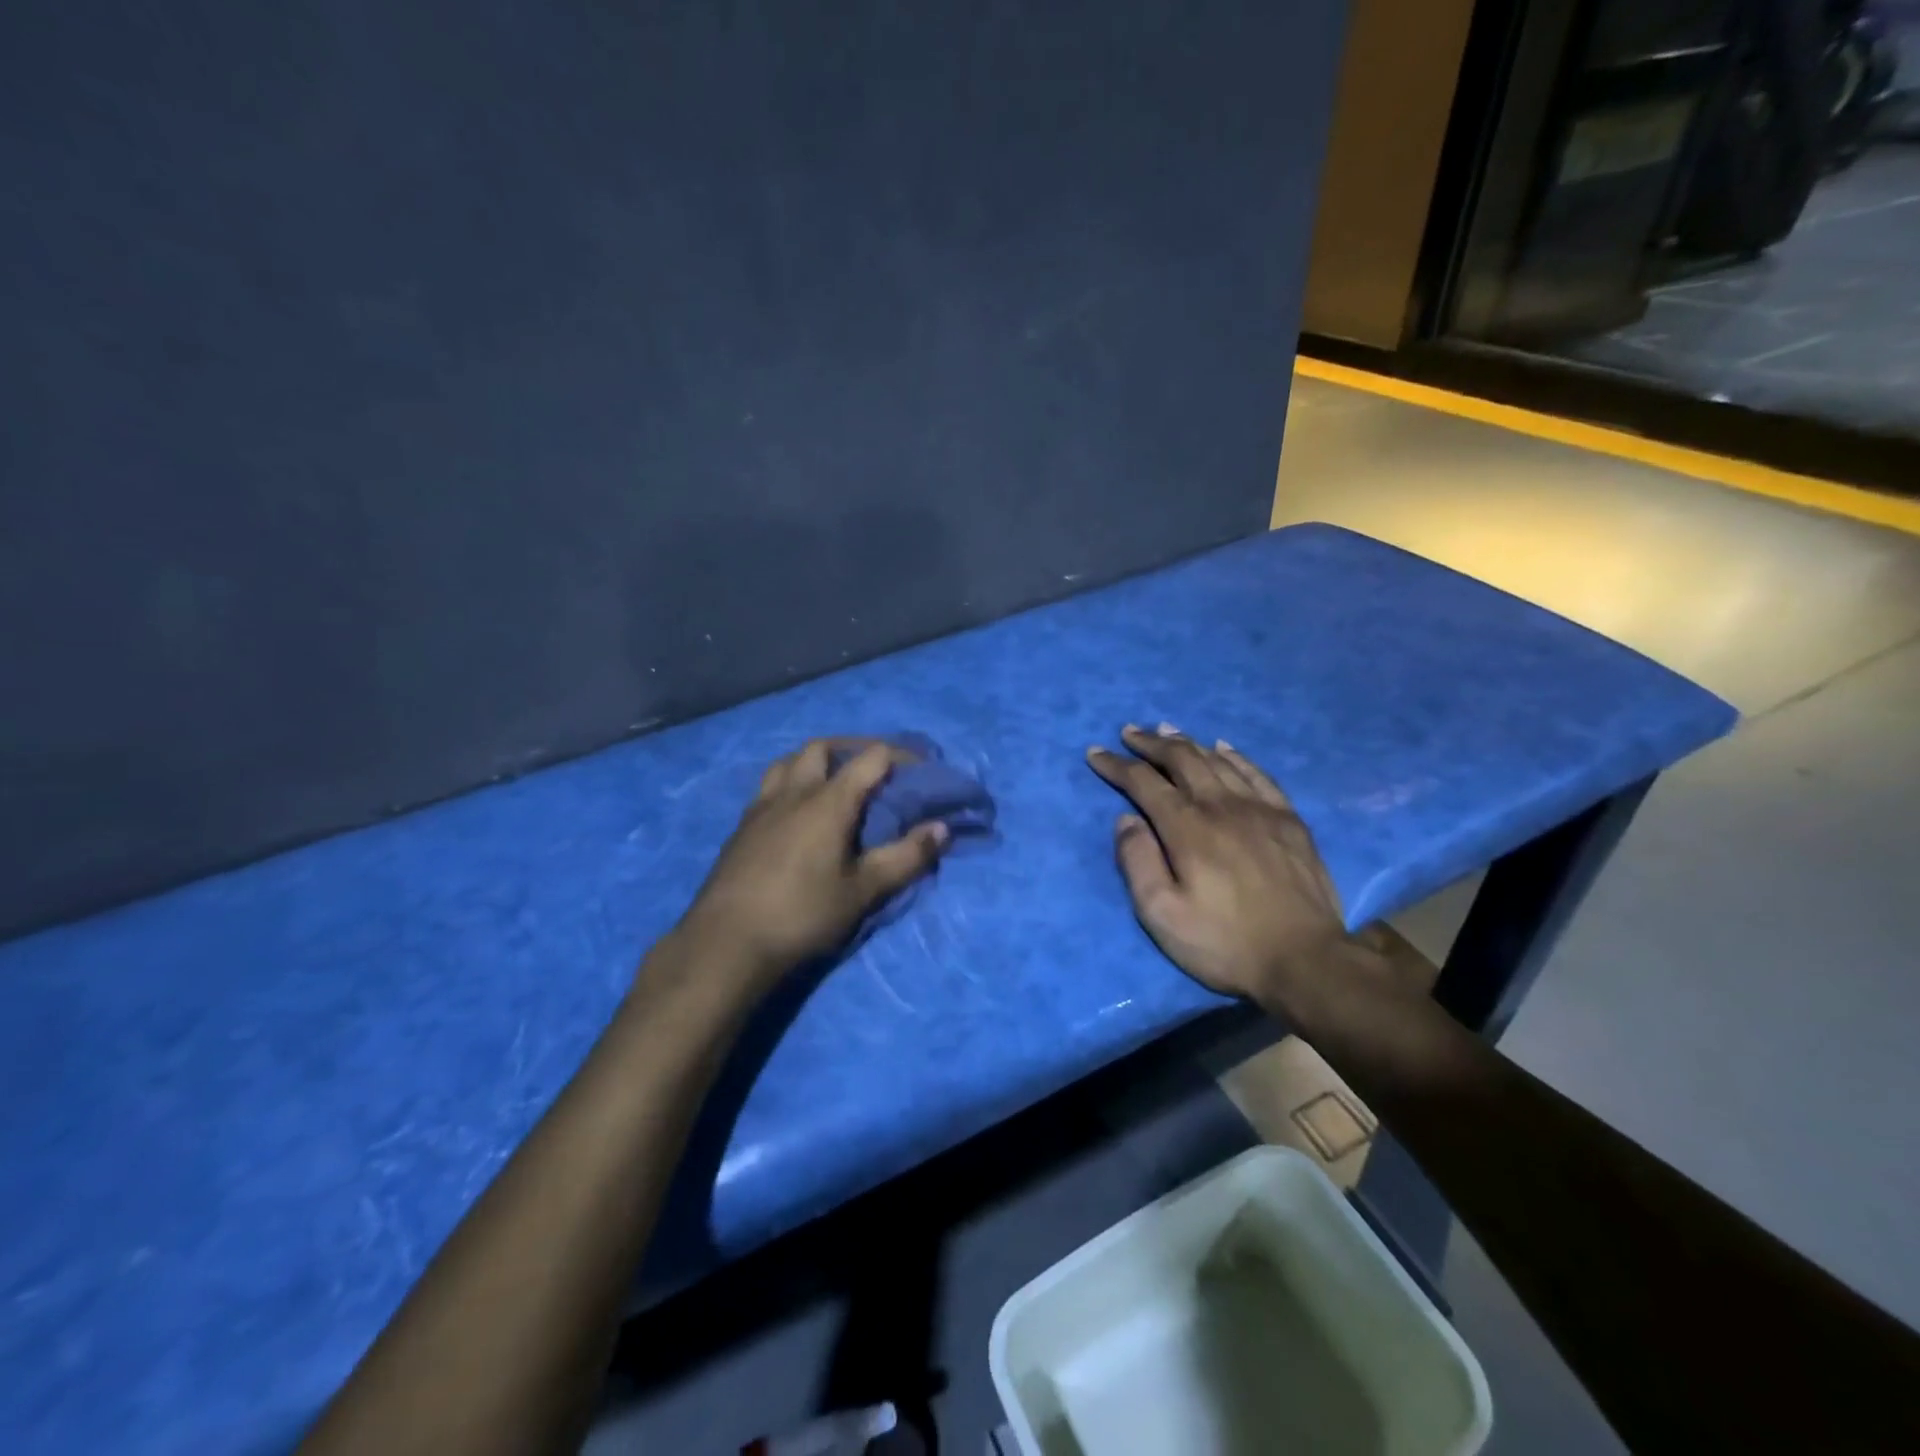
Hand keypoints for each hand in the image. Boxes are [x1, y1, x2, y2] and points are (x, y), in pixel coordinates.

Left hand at [670, 739, 948, 992]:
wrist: (727, 942)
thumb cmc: (803, 914)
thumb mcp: (864, 891)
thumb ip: (906, 857)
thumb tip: (942, 828)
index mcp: (828, 801)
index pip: (871, 758)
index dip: (900, 755)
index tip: (921, 766)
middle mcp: (794, 792)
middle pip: (823, 747)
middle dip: (853, 748)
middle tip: (874, 768)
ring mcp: (762, 807)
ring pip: (789, 762)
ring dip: (816, 761)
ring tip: (833, 781)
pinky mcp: (742, 826)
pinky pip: (770, 786)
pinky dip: (791, 783)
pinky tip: (796, 812)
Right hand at [1086, 725, 1347, 1004]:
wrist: (1306, 961)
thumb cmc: (1224, 942)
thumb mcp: (1162, 915)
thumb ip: (1138, 862)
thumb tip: (1125, 820)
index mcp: (1187, 827)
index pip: (1144, 782)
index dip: (1117, 765)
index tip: (1096, 753)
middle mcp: (1222, 806)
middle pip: (1182, 759)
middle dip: (1151, 743)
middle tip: (1130, 732)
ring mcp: (1260, 809)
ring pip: (1217, 760)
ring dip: (1188, 742)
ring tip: (1167, 729)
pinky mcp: (1289, 820)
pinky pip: (1258, 774)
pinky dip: (1236, 756)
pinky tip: (1224, 747)